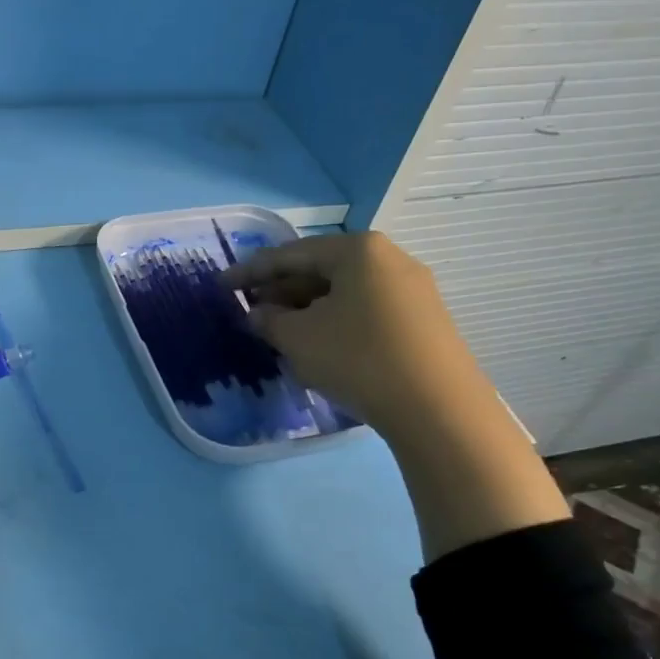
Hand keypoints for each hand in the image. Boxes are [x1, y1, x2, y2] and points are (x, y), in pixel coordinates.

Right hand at [222, 231, 491, 441]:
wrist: (438, 408)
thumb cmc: (358, 358)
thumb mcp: (298, 338)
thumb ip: (268, 320)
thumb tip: (257, 313)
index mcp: (358, 250)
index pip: (290, 254)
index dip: (250, 272)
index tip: (221, 285)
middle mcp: (389, 259)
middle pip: (320, 270)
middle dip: (281, 291)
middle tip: (251, 311)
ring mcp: (412, 290)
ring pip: (343, 293)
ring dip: (306, 309)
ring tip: (279, 332)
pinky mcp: (423, 321)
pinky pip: (365, 311)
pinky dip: (334, 322)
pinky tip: (319, 347)